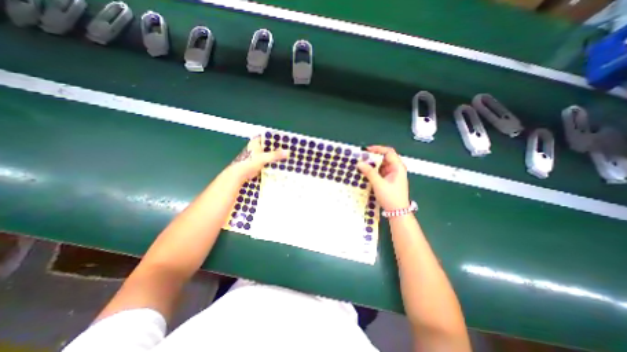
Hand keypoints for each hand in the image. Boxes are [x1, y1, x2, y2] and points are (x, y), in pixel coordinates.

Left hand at [229, 136, 290, 181]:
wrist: (239, 174)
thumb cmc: (249, 162)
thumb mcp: (263, 157)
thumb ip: (275, 155)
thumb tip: (287, 152)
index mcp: (256, 142)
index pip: (268, 137)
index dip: (277, 138)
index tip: (286, 141)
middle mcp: (257, 147)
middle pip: (270, 146)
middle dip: (278, 148)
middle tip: (290, 149)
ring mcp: (258, 155)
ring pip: (269, 153)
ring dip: (276, 155)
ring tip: (287, 156)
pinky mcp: (259, 162)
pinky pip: (268, 160)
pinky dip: (273, 161)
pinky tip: (281, 163)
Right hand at [358, 145, 411, 210]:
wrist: (397, 212)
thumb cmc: (391, 197)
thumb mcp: (379, 184)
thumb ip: (369, 172)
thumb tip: (359, 163)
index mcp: (398, 167)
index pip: (388, 152)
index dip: (377, 149)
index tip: (366, 150)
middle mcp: (396, 168)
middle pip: (384, 157)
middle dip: (373, 157)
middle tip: (361, 158)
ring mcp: (392, 174)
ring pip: (381, 165)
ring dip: (372, 164)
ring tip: (362, 164)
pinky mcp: (388, 179)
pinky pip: (380, 171)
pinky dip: (373, 170)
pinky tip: (366, 172)